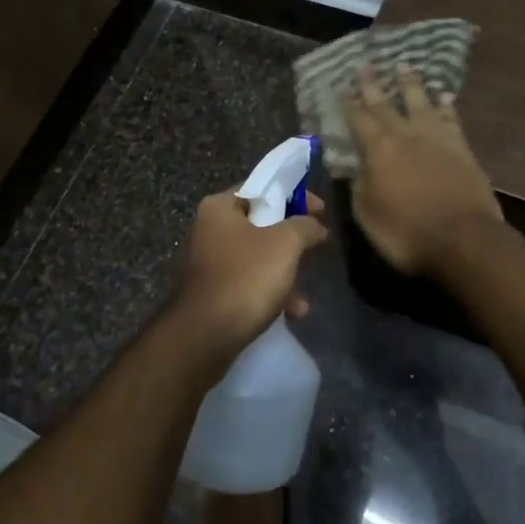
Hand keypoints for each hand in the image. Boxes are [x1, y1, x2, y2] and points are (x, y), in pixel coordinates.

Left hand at [174, 188, 328, 352]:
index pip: (262, 187)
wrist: (204, 335)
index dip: (295, 195)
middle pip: (261, 223)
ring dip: (285, 272)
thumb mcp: (286, 244)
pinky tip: (292, 312)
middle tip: (315, 246)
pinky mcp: (213, 292)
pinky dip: (271, 292)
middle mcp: (209, 229)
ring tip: (303, 294)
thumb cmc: (246, 278)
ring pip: (257, 257)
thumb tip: (315, 226)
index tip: (320, 211)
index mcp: (220, 207)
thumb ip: (305, 226)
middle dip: (292, 239)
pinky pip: (249, 283)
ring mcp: (209, 262)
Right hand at [346, 66, 501, 275]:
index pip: (358, 119)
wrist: (465, 239)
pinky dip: (445, 104)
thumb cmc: (407, 234)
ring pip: (421, 102)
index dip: (347, 103)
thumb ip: (359, 187)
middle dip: (372, 84)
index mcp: (378, 150)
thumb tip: (355, 168)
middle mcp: (407, 135)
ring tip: (403, 65)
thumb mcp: (368, 216)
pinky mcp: (463, 148)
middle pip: (386, 104)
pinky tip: (443, 96)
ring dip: (410, 83)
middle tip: (364, 63)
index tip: (339, 86)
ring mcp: (438, 138)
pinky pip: (451, 117)